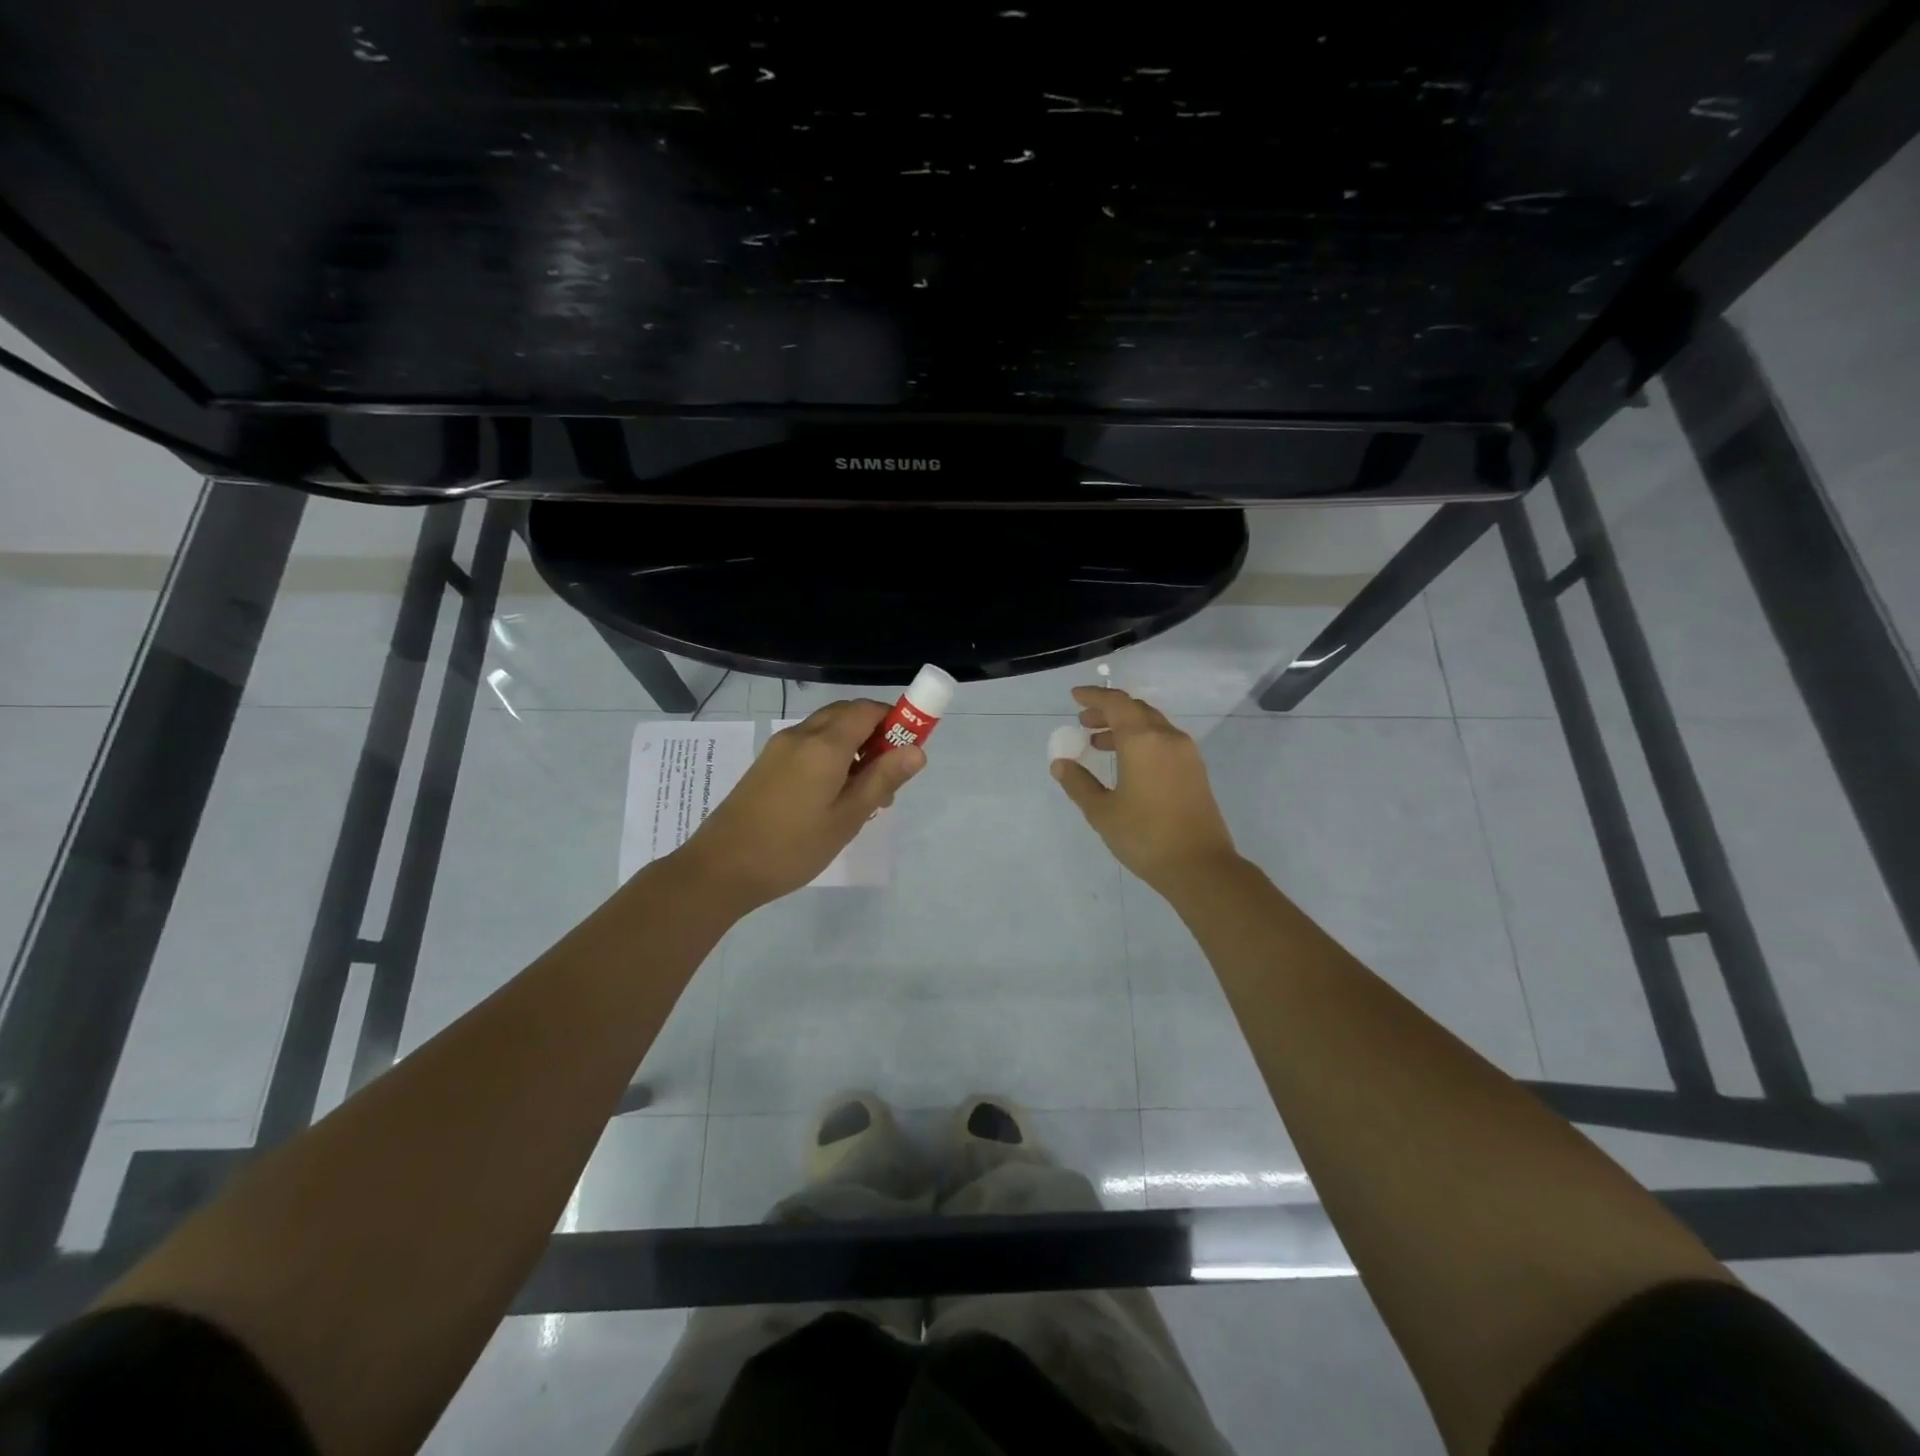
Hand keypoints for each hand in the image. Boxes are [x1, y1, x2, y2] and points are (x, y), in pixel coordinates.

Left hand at [673, 699, 925, 911]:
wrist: (720, 868)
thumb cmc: (792, 847)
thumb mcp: (847, 818)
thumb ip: (882, 779)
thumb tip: (917, 750)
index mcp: (824, 745)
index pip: (868, 710)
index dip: (895, 720)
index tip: (910, 749)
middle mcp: (801, 735)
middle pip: (847, 714)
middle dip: (876, 733)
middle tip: (889, 775)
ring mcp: (780, 748)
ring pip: (827, 730)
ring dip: (854, 746)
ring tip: (864, 793)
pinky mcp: (767, 763)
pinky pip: (809, 745)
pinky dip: (831, 755)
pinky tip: (833, 796)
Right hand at [1051, 686, 1239, 894]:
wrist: (1200, 866)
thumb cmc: (1145, 837)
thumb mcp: (1102, 812)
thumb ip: (1079, 783)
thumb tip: (1061, 763)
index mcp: (1142, 741)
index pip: (1116, 703)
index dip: (1094, 697)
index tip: (1074, 697)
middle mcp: (1167, 738)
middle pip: (1135, 710)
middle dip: (1108, 711)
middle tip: (1084, 722)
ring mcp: (1186, 753)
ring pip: (1152, 725)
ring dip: (1125, 727)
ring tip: (1100, 743)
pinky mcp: (1195, 770)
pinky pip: (1164, 741)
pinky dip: (1142, 741)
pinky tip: (1127, 763)